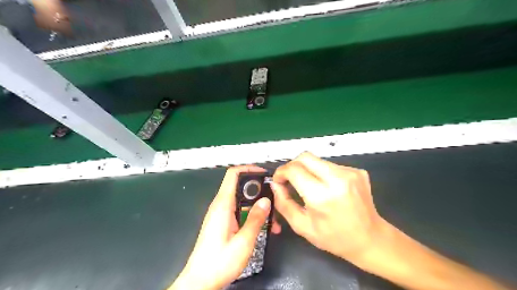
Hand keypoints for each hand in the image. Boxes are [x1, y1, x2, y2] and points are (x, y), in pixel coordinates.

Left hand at [172, 165, 280, 289]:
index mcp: (223, 205)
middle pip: (241, 187)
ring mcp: (222, 214)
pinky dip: (253, 215)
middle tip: (275, 201)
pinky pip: (240, 212)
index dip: (249, 169)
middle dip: (260, 192)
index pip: (233, 174)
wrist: (200, 281)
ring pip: (243, 201)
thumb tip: (266, 200)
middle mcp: (221, 206)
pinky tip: (264, 228)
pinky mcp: (223, 223)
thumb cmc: (219, 262)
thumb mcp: (243, 242)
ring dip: (258, 207)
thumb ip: (255, 219)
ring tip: (273, 220)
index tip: (265, 174)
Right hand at [270, 151, 382, 264]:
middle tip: (290, 179)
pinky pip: (331, 165)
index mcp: (322, 195)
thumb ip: (284, 203)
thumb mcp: (302, 226)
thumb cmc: (335, 238)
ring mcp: (350, 172)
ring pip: (317, 160)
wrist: (371, 239)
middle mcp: (338, 178)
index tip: (279, 180)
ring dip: (308, 169)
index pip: (294, 169)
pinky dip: (322, 173)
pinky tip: (327, 187)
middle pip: (305, 157)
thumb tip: (275, 184)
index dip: (281, 172)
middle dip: (292, 165)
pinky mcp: (357, 170)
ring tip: (309, 186)